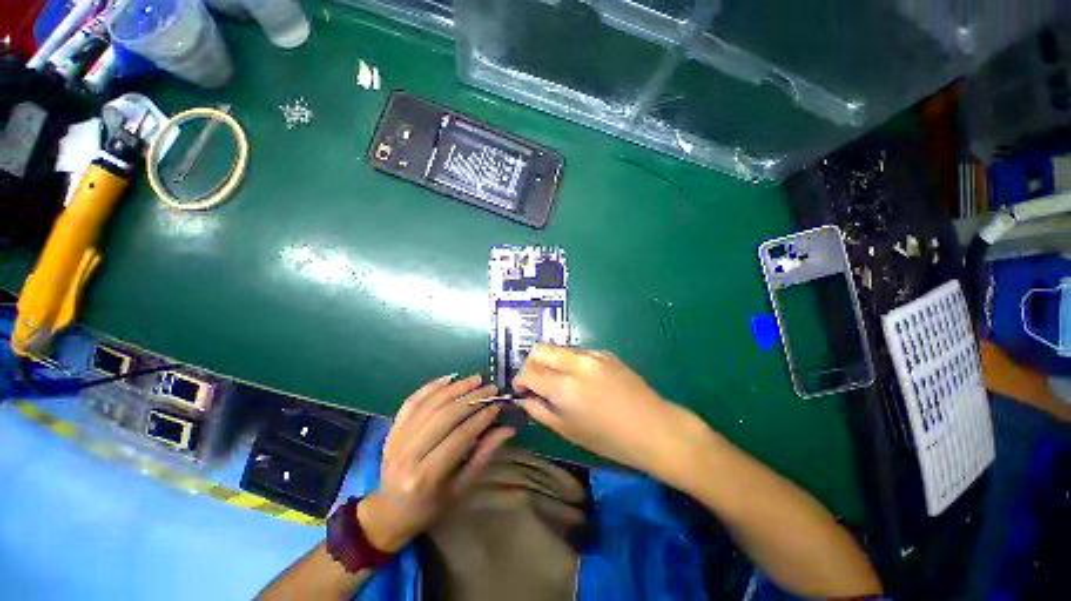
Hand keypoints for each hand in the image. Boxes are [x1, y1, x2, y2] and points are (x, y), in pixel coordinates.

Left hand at [357, 374, 513, 551]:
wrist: (388, 512)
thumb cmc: (430, 506)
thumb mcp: (460, 489)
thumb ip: (483, 456)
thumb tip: (507, 429)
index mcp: (426, 477)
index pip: (459, 437)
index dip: (481, 418)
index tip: (498, 405)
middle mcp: (407, 455)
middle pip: (443, 416)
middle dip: (471, 399)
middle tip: (491, 389)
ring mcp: (396, 439)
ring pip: (429, 405)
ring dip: (455, 388)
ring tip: (476, 379)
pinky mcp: (391, 430)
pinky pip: (412, 402)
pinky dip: (431, 387)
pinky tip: (449, 378)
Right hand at [514, 345, 706, 482]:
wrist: (654, 428)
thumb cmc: (609, 439)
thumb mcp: (568, 430)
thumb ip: (539, 410)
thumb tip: (523, 398)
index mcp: (563, 386)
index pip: (527, 371)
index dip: (519, 381)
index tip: (521, 391)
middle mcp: (574, 363)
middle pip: (539, 349)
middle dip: (531, 364)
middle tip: (537, 382)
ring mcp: (591, 354)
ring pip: (558, 348)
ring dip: (551, 361)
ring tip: (560, 381)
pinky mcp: (605, 353)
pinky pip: (577, 351)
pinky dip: (569, 362)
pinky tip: (582, 379)